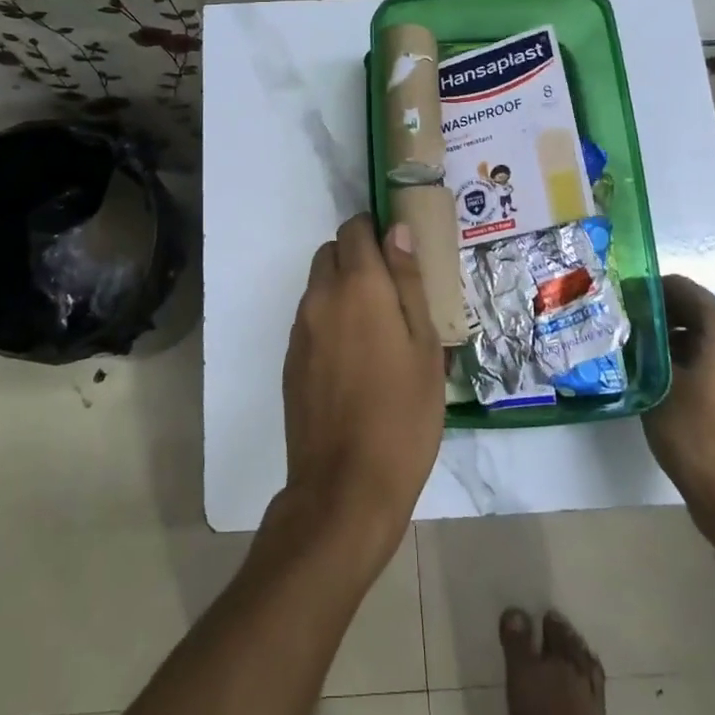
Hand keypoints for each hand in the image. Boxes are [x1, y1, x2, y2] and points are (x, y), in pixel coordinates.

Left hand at [278, 214, 445, 573]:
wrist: (346, 484)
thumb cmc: (403, 414)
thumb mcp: (424, 346)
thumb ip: (408, 283)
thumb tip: (397, 232)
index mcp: (357, 287)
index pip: (355, 229)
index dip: (376, 230)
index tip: (400, 252)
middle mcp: (320, 297)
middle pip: (332, 252)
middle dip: (358, 257)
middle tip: (393, 293)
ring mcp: (300, 329)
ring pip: (318, 285)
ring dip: (343, 288)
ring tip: (378, 330)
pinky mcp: (290, 358)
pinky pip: (310, 318)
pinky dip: (330, 318)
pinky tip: (355, 358)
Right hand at [642, 275, 714, 545]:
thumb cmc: (696, 431)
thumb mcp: (656, 381)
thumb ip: (643, 343)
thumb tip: (625, 321)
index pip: (679, 286)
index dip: (644, 289)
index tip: (615, 301)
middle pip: (692, 308)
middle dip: (654, 313)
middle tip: (617, 324)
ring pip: (700, 334)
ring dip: (667, 336)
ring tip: (630, 348)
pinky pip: (711, 356)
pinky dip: (684, 356)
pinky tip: (655, 373)